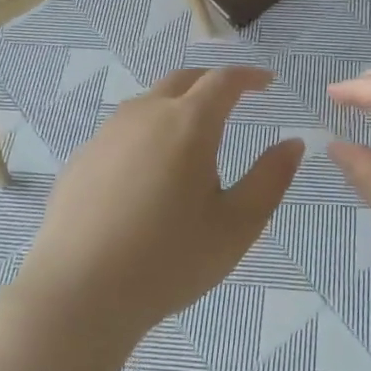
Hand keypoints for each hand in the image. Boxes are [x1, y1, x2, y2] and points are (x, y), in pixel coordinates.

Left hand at [17, 66, 303, 346]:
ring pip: (149, 102)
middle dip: (212, 81)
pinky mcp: (82, 159)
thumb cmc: (169, 260)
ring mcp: (107, 134)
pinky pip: (123, 131)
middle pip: (184, 79)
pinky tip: (148, 171)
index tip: (266, 82)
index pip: (224, 80)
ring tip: (192, 135)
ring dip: (177, 105)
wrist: (78, 294)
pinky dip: (147, 133)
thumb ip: (270, 179)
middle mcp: (145, 114)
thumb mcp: (237, 226)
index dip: (249, 76)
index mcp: (188, 123)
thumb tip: (292, 144)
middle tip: (233, 98)